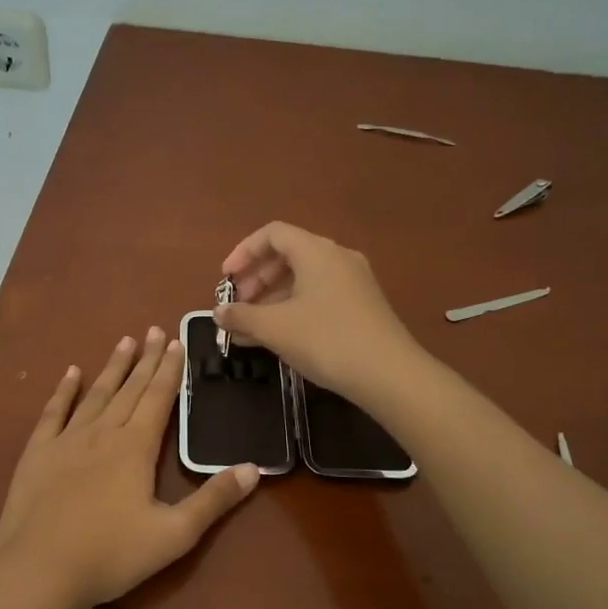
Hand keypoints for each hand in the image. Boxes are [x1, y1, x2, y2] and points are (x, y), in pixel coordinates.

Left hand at [0, 327, 259, 608]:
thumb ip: (213, 501)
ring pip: (95, 394)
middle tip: (155, 330)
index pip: (157, 398)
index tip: (176, 341)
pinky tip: (71, 373)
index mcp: (135, 447)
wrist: (39, 571)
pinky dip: (64, 390)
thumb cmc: (110, 555)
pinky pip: (53, 412)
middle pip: (129, 388)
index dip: (169, 370)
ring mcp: (66, 440)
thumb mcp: (173, 535)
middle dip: (145, 359)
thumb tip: (252, 468)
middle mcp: (102, 432)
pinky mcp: (37, 453)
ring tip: (125, 341)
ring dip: (112, 367)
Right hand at [216, 222, 420, 403]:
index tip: (226, 280)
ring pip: (303, 279)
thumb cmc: (326, 340)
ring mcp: (353, 281)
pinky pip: (318, 296)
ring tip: (250, 328)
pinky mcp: (362, 305)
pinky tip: (277, 337)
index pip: (272, 234)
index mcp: (316, 251)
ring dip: (272, 298)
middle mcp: (337, 257)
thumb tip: (218, 312)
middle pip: (288, 255)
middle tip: (238, 305)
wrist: (389, 374)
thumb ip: (241, 316)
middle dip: (256, 279)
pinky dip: (293, 308)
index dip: (243, 252)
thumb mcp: (275, 328)